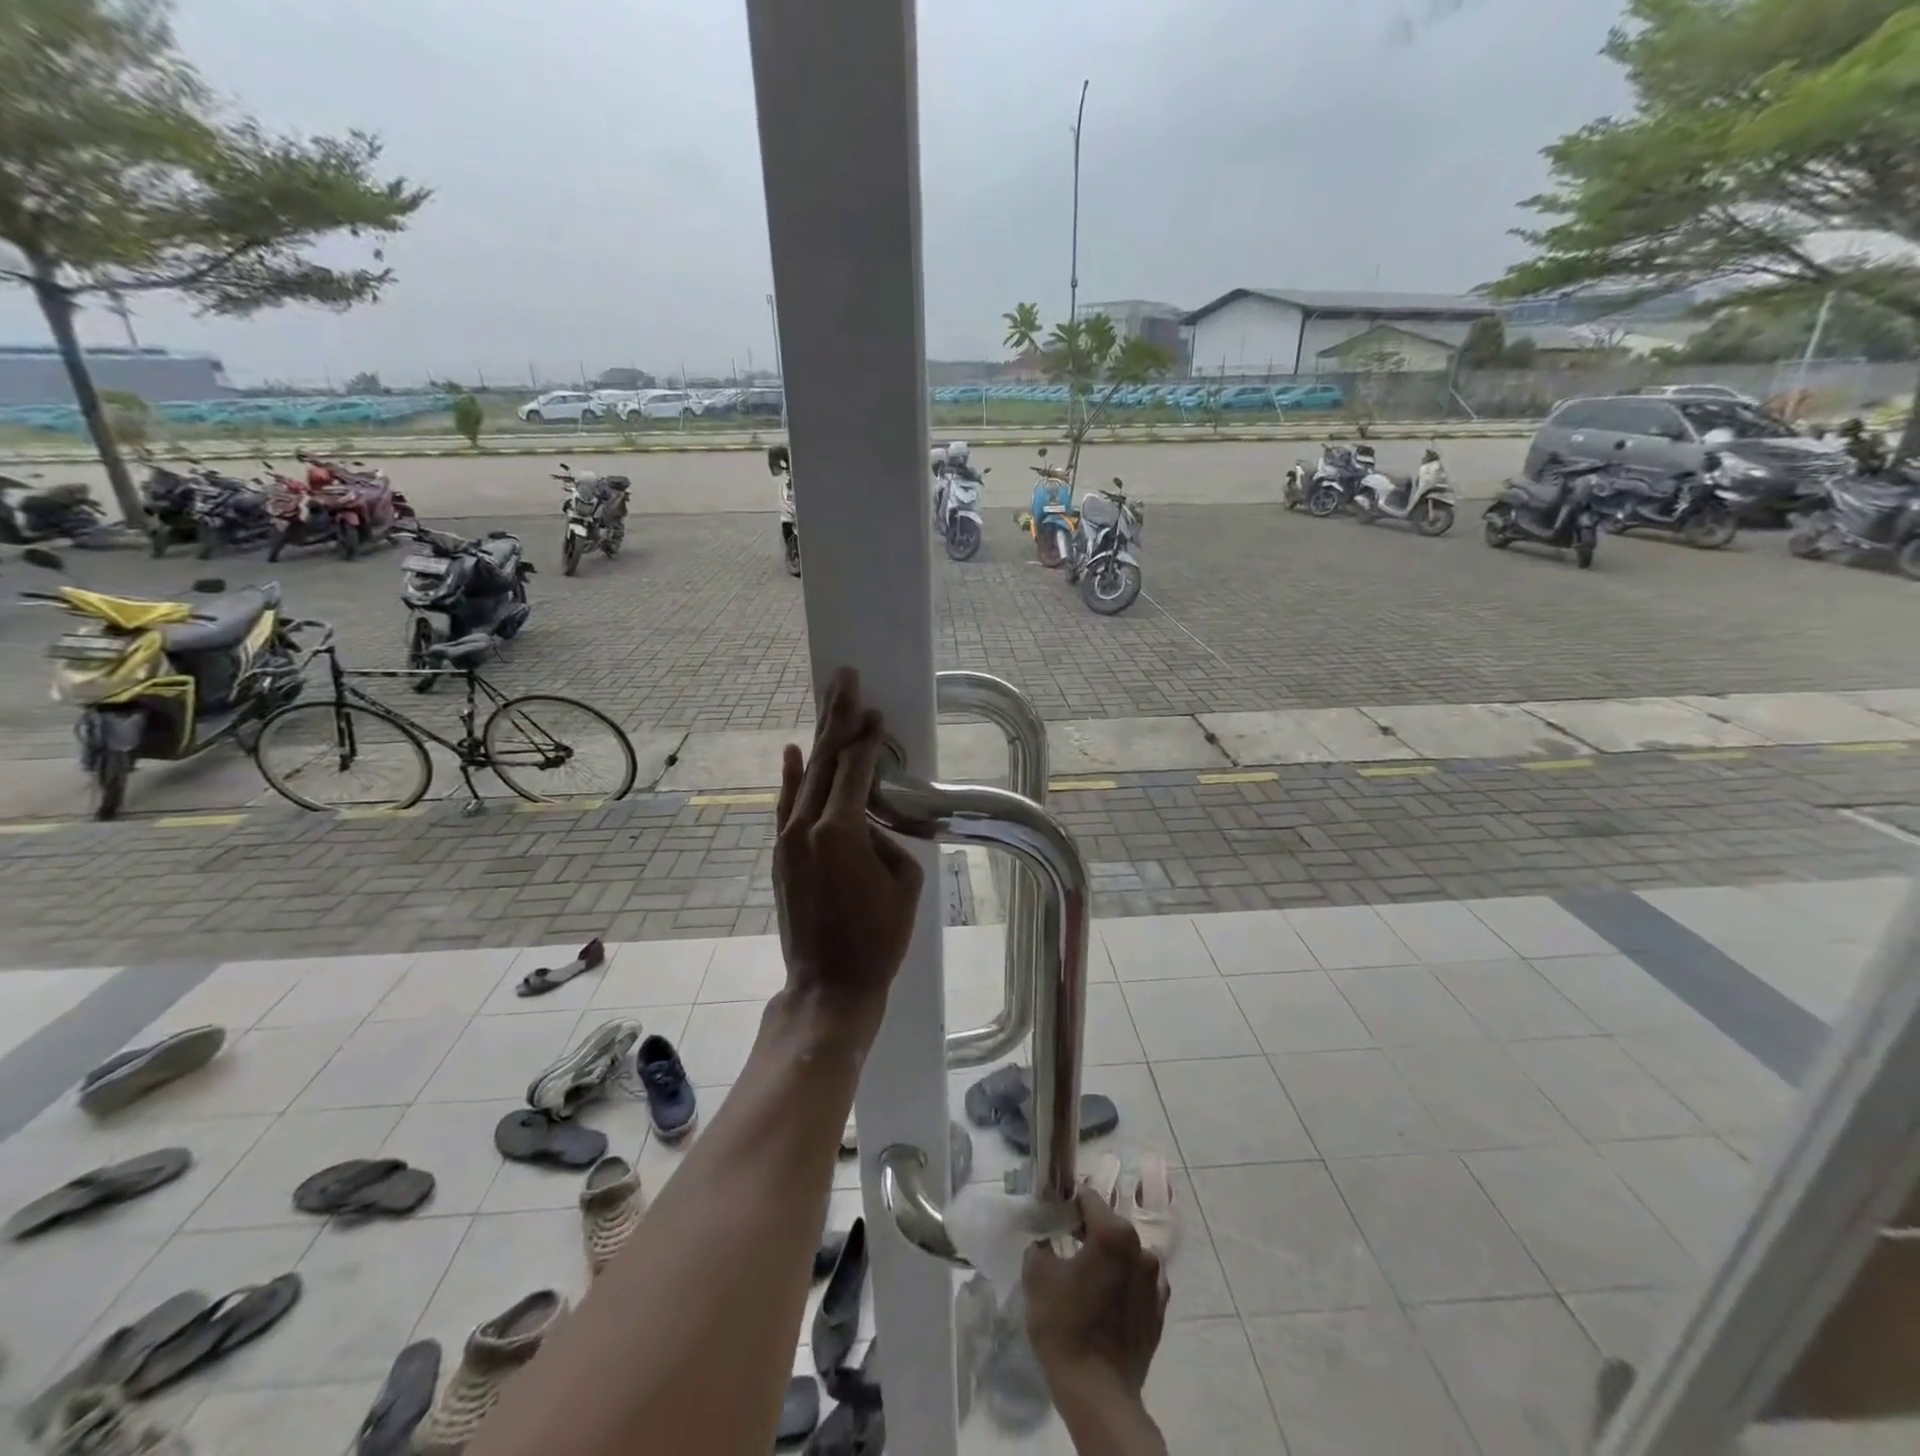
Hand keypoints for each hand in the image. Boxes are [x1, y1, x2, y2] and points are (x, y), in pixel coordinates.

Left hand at [773, 667, 923, 1041]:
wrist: (829, 984)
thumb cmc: (878, 938)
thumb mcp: (903, 882)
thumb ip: (886, 837)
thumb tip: (867, 821)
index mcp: (840, 830)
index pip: (855, 769)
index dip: (867, 738)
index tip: (875, 711)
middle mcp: (806, 826)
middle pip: (824, 760)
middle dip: (837, 717)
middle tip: (845, 678)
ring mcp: (787, 840)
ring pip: (805, 778)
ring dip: (819, 740)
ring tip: (829, 704)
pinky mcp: (780, 855)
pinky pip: (787, 805)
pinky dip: (792, 777)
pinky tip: (794, 752)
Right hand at [1022, 1186, 1167, 1403]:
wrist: (1097, 1394)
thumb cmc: (1065, 1326)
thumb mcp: (1037, 1276)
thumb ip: (1040, 1245)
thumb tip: (1046, 1240)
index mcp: (1113, 1234)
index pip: (1089, 1200)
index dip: (1069, 1205)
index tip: (1056, 1219)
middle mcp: (1141, 1250)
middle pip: (1111, 1227)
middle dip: (1090, 1233)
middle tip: (1067, 1250)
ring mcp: (1155, 1283)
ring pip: (1128, 1256)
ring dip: (1111, 1260)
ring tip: (1089, 1281)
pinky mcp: (1159, 1314)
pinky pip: (1139, 1286)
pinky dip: (1125, 1286)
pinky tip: (1107, 1303)